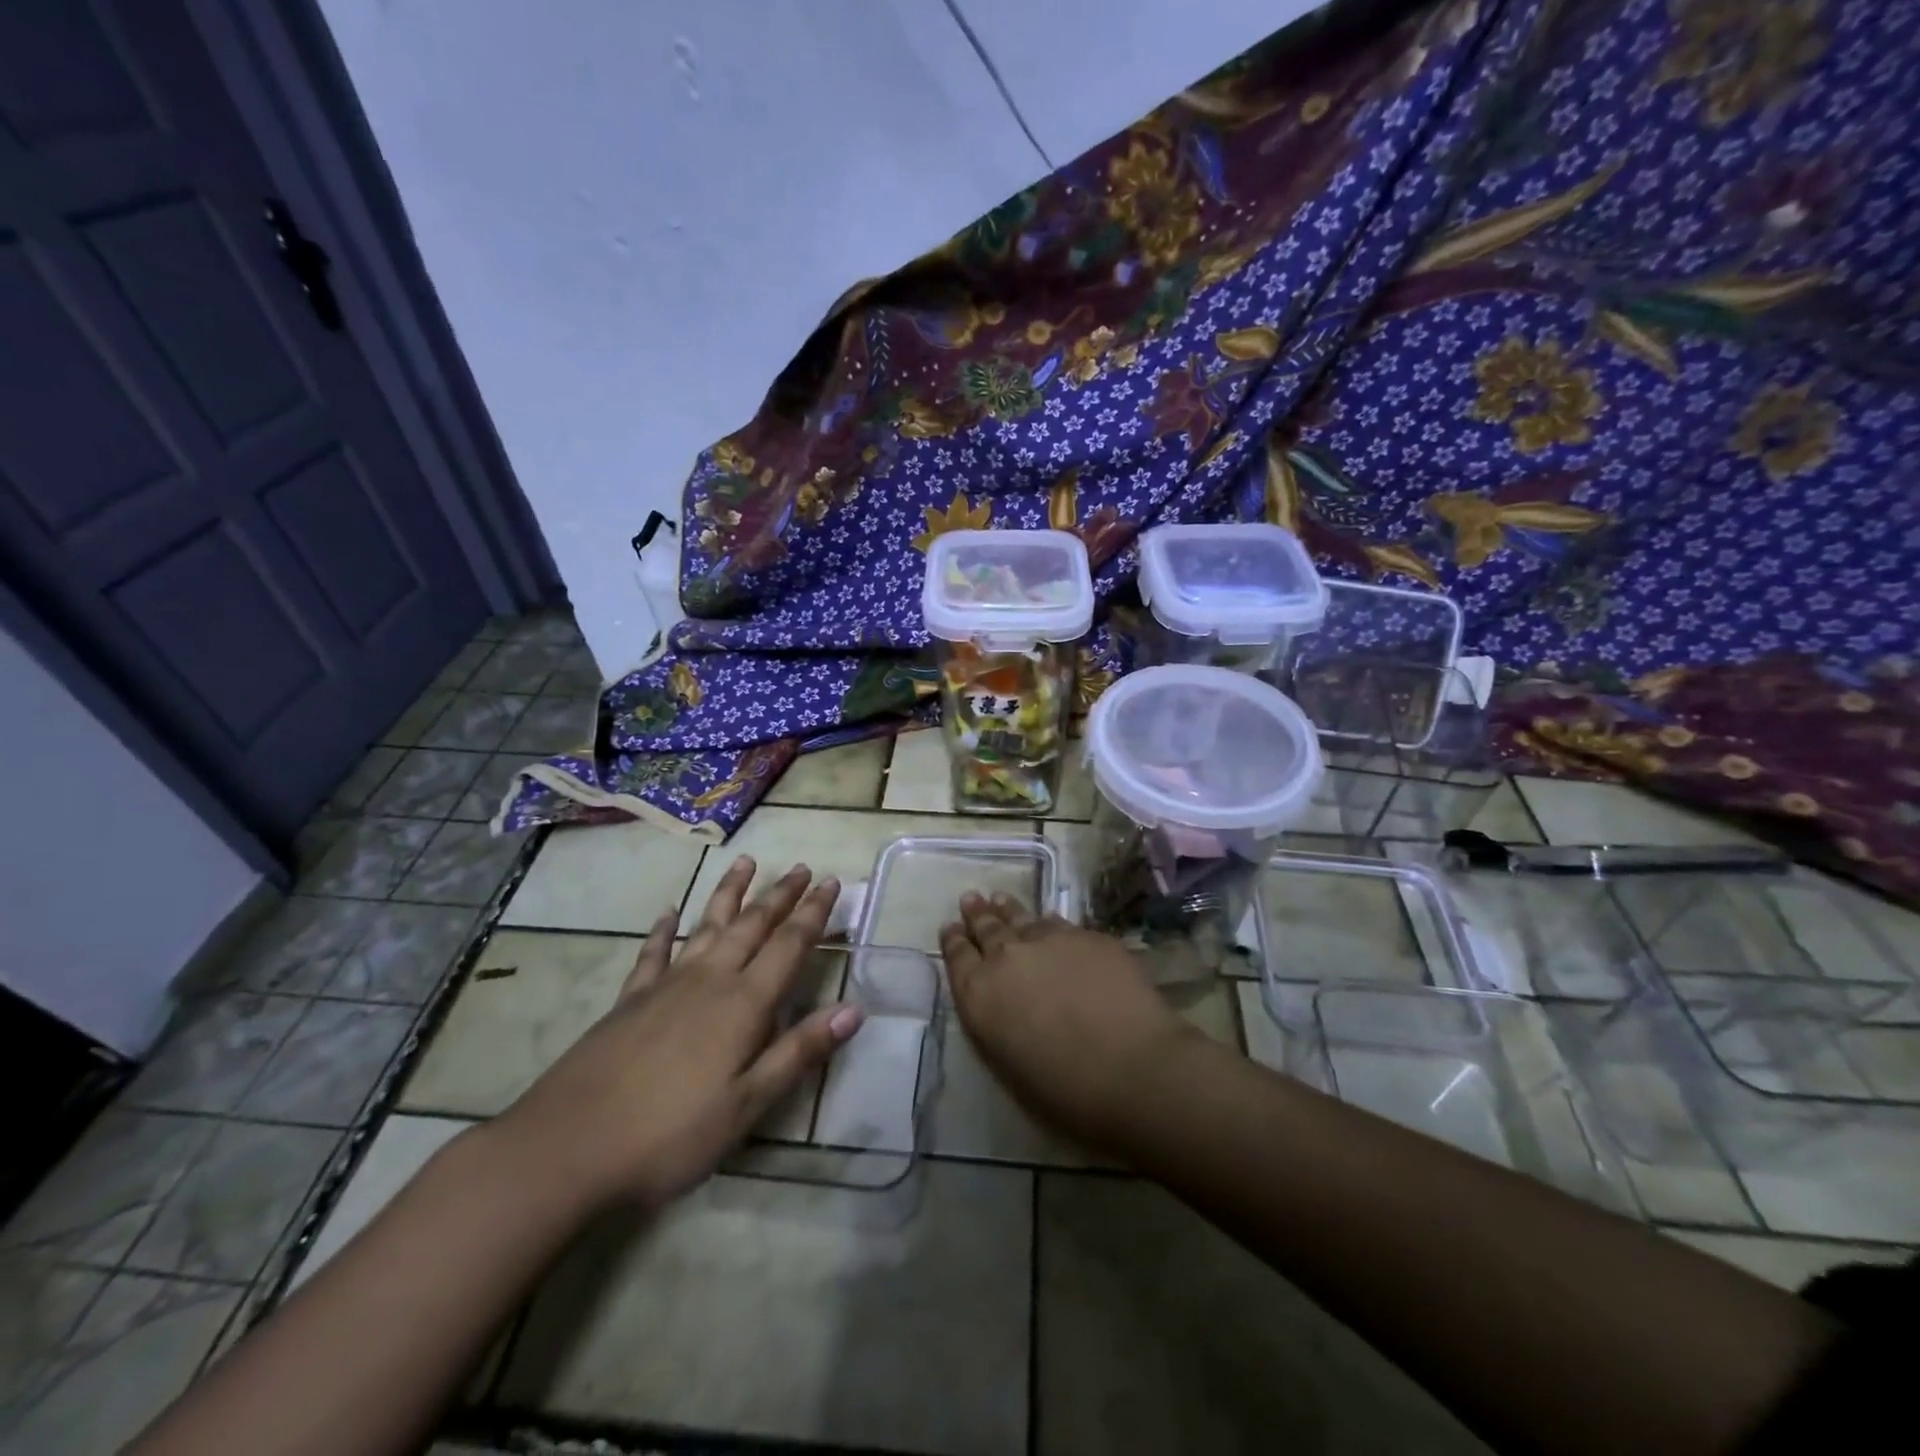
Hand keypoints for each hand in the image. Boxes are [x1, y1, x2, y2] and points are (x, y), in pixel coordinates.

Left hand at [495, 857, 861, 1212]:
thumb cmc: (669, 1134)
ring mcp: (665, 986)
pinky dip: (664, 930)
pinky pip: (653, 953)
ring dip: (729, 894)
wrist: (566, 1148)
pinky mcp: (629, 1000)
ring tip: (744, 862)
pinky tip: (669, 912)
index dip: (813, 913)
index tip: (831, 881)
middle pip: (752, 926)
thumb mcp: (747, 1105)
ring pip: (707, 926)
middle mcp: (709, 980)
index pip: (789, 945)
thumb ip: (799, 1052)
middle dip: (780, 895)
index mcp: (743, 1004)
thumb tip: (855, 1009)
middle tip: (800, 867)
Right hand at [939, 893, 1196, 1151]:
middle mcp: (1007, 958)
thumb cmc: (1066, 1090)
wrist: (1133, 1069)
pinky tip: (1048, 920)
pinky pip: (1059, 923)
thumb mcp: (1008, 1062)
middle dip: (977, 915)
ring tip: (999, 899)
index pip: (957, 958)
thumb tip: (1003, 1000)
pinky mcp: (1087, 936)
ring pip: (1021, 918)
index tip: (950, 927)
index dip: (953, 941)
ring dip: (1008, 910)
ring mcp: (1049, 940)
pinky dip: (1047, 921)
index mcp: (980, 995)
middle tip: (971, 900)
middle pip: (987, 929)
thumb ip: (997, 1021)